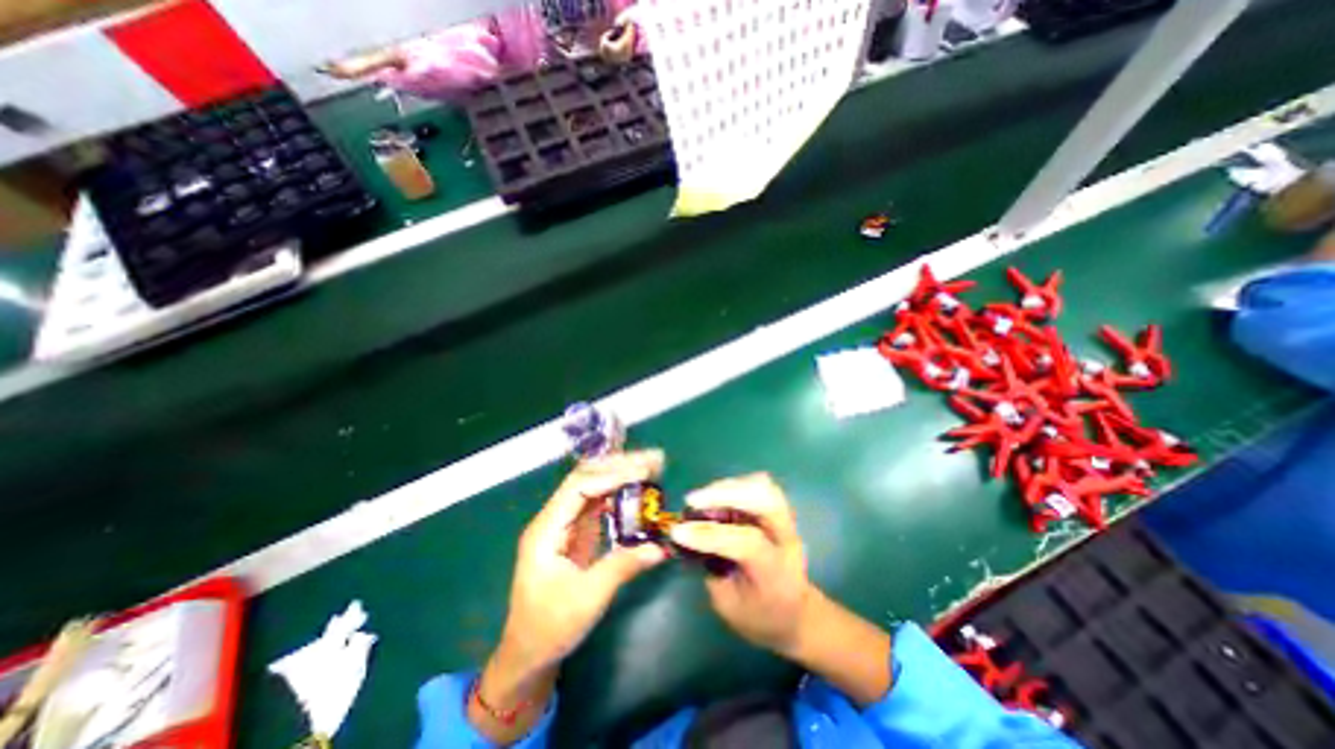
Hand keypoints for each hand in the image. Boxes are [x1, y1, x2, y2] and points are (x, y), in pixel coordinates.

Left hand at [499, 449, 672, 668]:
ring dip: (621, 473)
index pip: (578, 487)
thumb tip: (660, 547)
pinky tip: (638, 488)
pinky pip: (599, 502)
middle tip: (653, 459)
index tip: (643, 473)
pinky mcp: (577, 532)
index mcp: (546, 530)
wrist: (529, 654)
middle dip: (619, 465)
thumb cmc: (550, 627)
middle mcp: (554, 518)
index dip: (611, 476)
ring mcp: (565, 524)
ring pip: (594, 486)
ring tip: (651, 467)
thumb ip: (623, 567)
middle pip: (586, 478)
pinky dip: (620, 492)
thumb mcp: (588, 599)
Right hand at [668, 475, 813, 654]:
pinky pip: (759, 486)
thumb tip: (688, 537)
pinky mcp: (780, 511)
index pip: (748, 543)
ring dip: (728, 487)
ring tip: (702, 497)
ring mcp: (787, 521)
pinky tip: (717, 496)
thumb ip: (711, 569)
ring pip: (763, 487)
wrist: (797, 614)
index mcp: (776, 573)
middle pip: (765, 501)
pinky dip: (735, 486)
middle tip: (692, 501)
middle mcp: (787, 540)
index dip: (710, 534)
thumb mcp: (729, 606)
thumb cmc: (760, 617)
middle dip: (725, 494)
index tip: (678, 532)